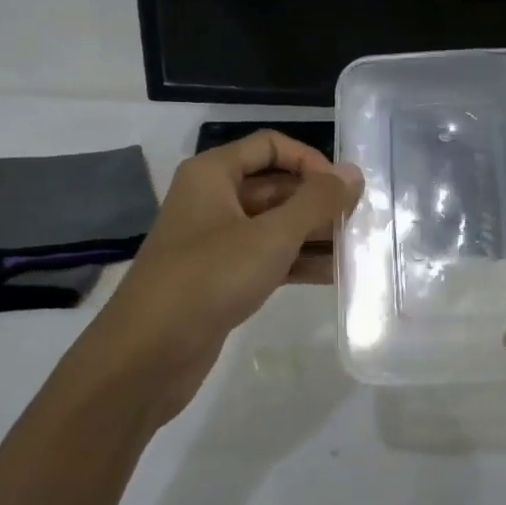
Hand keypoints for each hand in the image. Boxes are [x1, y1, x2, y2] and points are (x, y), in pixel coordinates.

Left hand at [76, 131, 361, 426]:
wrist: (145, 358)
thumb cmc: (208, 279)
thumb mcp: (271, 236)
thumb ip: (316, 202)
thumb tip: (353, 174)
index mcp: (213, 174)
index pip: (270, 146)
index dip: (310, 160)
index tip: (342, 188)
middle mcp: (213, 199)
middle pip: (276, 186)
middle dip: (317, 202)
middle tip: (360, 222)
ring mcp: (216, 241)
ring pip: (274, 225)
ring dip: (313, 234)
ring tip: (356, 250)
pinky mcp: (221, 278)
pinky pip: (267, 257)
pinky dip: (298, 262)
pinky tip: (334, 275)